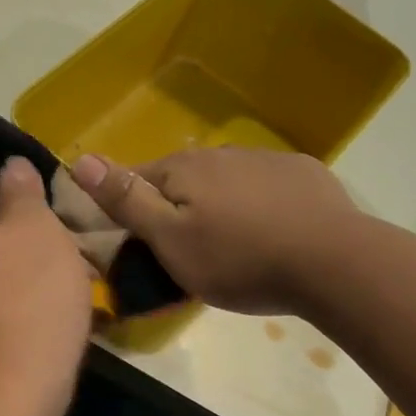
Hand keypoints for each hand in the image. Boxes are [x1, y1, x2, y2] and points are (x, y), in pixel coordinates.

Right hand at [71, 146, 360, 315]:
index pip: (137, 178)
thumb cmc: (240, 259)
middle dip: (177, 208)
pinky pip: (265, 185)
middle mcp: (220, 153)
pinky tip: (274, 231)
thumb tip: (81, 159)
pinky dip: (259, 204)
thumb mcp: (170, 240)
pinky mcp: (303, 173)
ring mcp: (265, 159)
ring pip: (224, 181)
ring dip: (218, 205)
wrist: (334, 263)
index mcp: (183, 168)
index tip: (139, 242)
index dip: (130, 208)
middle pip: (182, 179)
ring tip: (233, 246)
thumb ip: (126, 200)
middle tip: (188, 252)